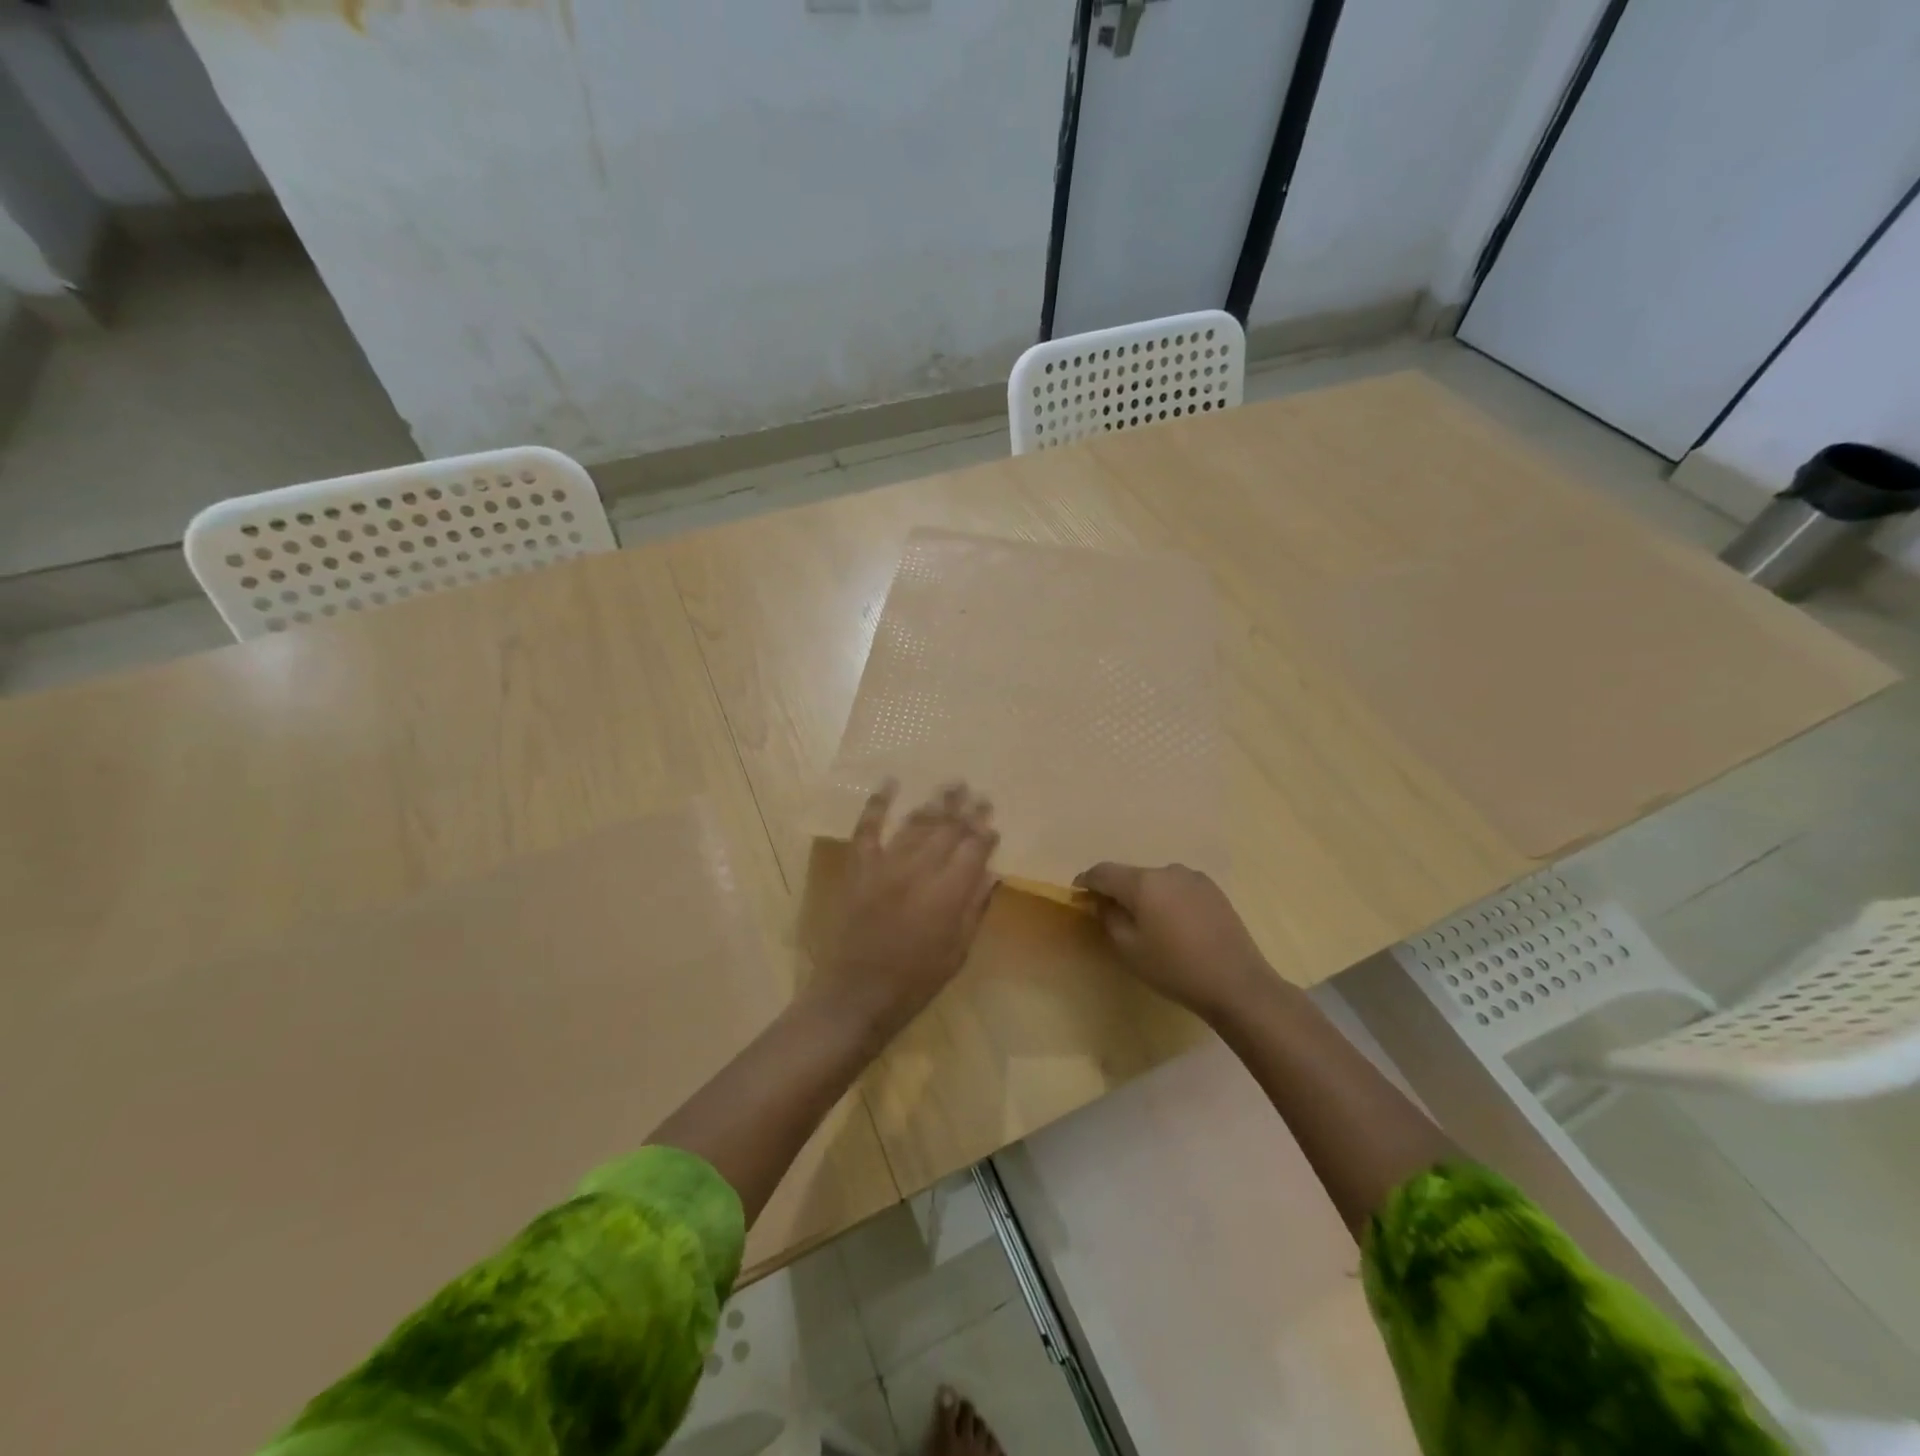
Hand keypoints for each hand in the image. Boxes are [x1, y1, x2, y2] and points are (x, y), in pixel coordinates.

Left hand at [815, 781, 998, 1038]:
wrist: (856, 994)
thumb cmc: (914, 981)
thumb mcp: (957, 952)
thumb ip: (975, 908)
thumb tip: (992, 873)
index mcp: (948, 894)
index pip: (974, 850)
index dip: (985, 833)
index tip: (993, 820)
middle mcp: (920, 870)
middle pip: (948, 830)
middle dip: (966, 810)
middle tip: (978, 792)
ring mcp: (886, 865)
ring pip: (916, 824)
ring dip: (935, 802)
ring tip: (952, 784)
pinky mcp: (860, 867)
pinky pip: (869, 828)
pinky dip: (878, 803)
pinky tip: (890, 782)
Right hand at [1073, 862, 1272, 1021]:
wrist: (1237, 983)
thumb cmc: (1174, 968)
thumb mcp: (1129, 949)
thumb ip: (1109, 917)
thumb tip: (1102, 901)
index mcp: (1143, 882)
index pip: (1103, 872)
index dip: (1086, 881)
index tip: (1078, 894)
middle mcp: (1168, 870)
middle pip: (1132, 875)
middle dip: (1117, 891)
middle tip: (1111, 915)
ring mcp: (1194, 878)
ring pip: (1157, 882)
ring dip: (1145, 896)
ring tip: (1147, 924)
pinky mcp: (1214, 890)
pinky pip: (1178, 889)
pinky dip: (1168, 900)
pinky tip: (1174, 926)